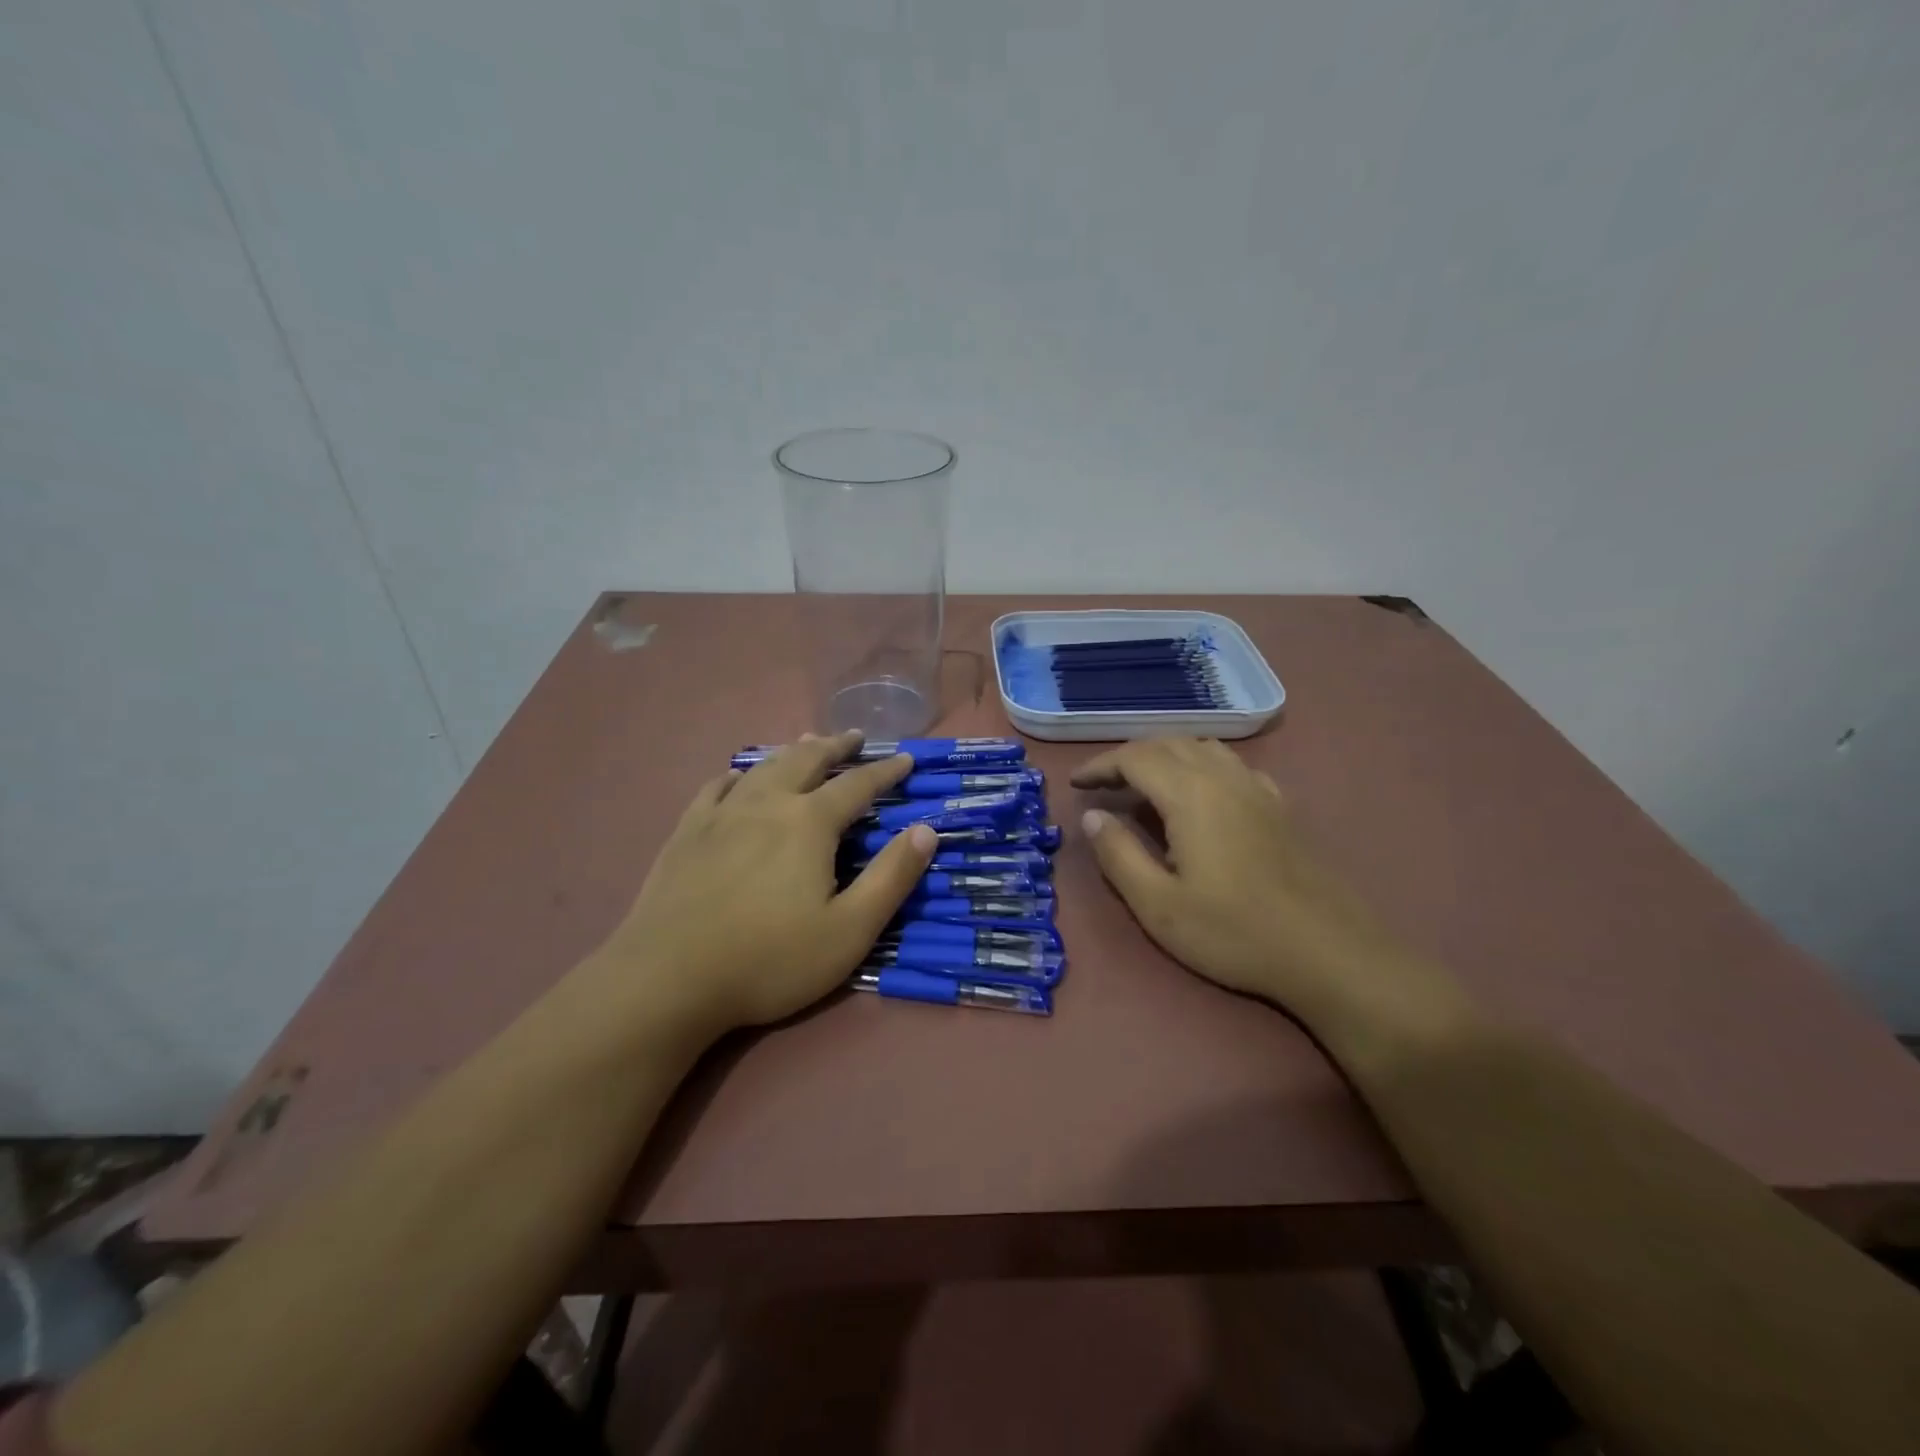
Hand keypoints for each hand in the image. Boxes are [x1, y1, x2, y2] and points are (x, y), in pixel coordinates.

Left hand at [592, 731, 936, 1034]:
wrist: (667, 979)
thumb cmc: (769, 960)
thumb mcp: (850, 931)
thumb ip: (892, 877)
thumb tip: (926, 830)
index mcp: (809, 823)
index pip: (858, 785)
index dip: (885, 771)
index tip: (905, 758)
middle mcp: (767, 803)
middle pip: (808, 761)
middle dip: (836, 747)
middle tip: (855, 737)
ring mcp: (721, 814)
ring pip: (763, 767)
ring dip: (792, 752)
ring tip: (807, 744)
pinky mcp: (686, 833)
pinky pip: (716, 788)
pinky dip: (737, 775)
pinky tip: (738, 777)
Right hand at [1072, 739, 1464, 1042]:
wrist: (1328, 953)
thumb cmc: (1234, 932)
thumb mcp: (1158, 905)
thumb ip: (1118, 855)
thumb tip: (1094, 816)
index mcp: (1190, 794)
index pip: (1134, 757)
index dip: (1100, 765)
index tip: (1077, 785)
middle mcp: (1223, 777)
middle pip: (1167, 744)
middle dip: (1128, 757)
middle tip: (1104, 785)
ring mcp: (1258, 789)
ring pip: (1202, 748)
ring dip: (1165, 756)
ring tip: (1145, 786)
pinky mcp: (1280, 807)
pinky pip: (1232, 766)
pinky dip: (1202, 766)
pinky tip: (1203, 796)